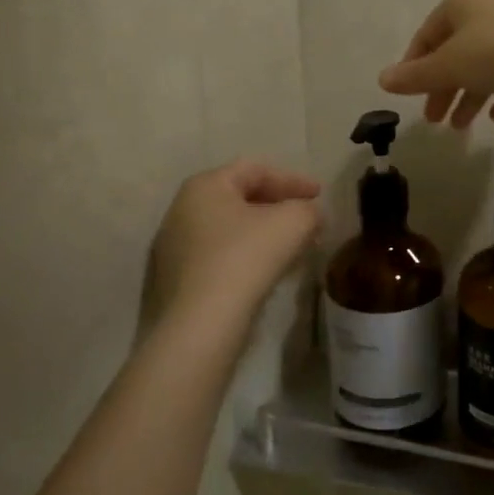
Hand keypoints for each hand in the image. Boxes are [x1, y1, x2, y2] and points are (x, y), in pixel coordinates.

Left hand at [138, 161, 322, 342]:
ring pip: (231, 230)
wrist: (200, 325)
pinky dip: (247, 256)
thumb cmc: (246, 259)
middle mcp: (182, 210)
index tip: (320, 195)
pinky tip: (268, 273)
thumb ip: (308, 210)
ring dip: (265, 234)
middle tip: (309, 221)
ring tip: (294, 248)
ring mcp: (173, 247)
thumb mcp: (293, 223)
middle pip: (240, 198)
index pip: (255, 170)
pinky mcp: (175, 281)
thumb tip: (310, 215)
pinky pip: (219, 256)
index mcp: (205, 186)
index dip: (293, 179)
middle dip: (279, 207)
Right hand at [378, 0, 493, 129]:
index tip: (410, 95)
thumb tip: (382, 80)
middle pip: (458, 51)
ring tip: (461, 127)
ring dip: (471, 95)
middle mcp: (493, 5)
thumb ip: (414, 76)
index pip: (429, 33)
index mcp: (465, 0)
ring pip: (488, 63)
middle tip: (434, 120)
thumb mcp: (447, 67)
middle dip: (444, 88)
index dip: (414, 66)